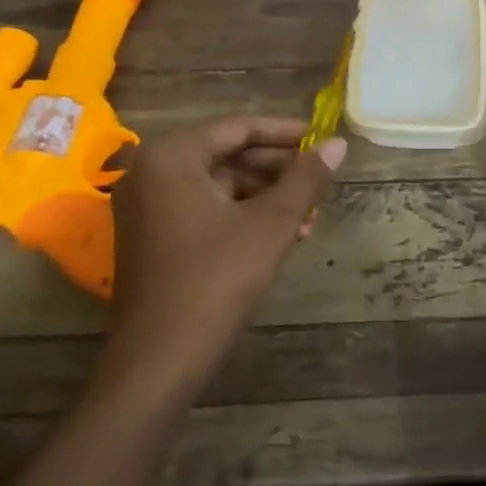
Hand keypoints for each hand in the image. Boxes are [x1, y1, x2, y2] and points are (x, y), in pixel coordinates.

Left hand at [105, 116, 345, 390]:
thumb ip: (306, 178)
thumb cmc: (216, 277)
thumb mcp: (271, 223)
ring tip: (308, 220)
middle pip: (227, 156)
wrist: (160, 358)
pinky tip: (281, 238)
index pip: (238, 128)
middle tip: (318, 185)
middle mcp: (151, 173)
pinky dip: (241, 218)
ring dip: (265, 199)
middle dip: (277, 173)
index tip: (321, 141)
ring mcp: (147, 207)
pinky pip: (204, 210)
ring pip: (219, 187)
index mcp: (172, 156)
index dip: (284, 134)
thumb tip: (338, 144)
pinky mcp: (151, 238)